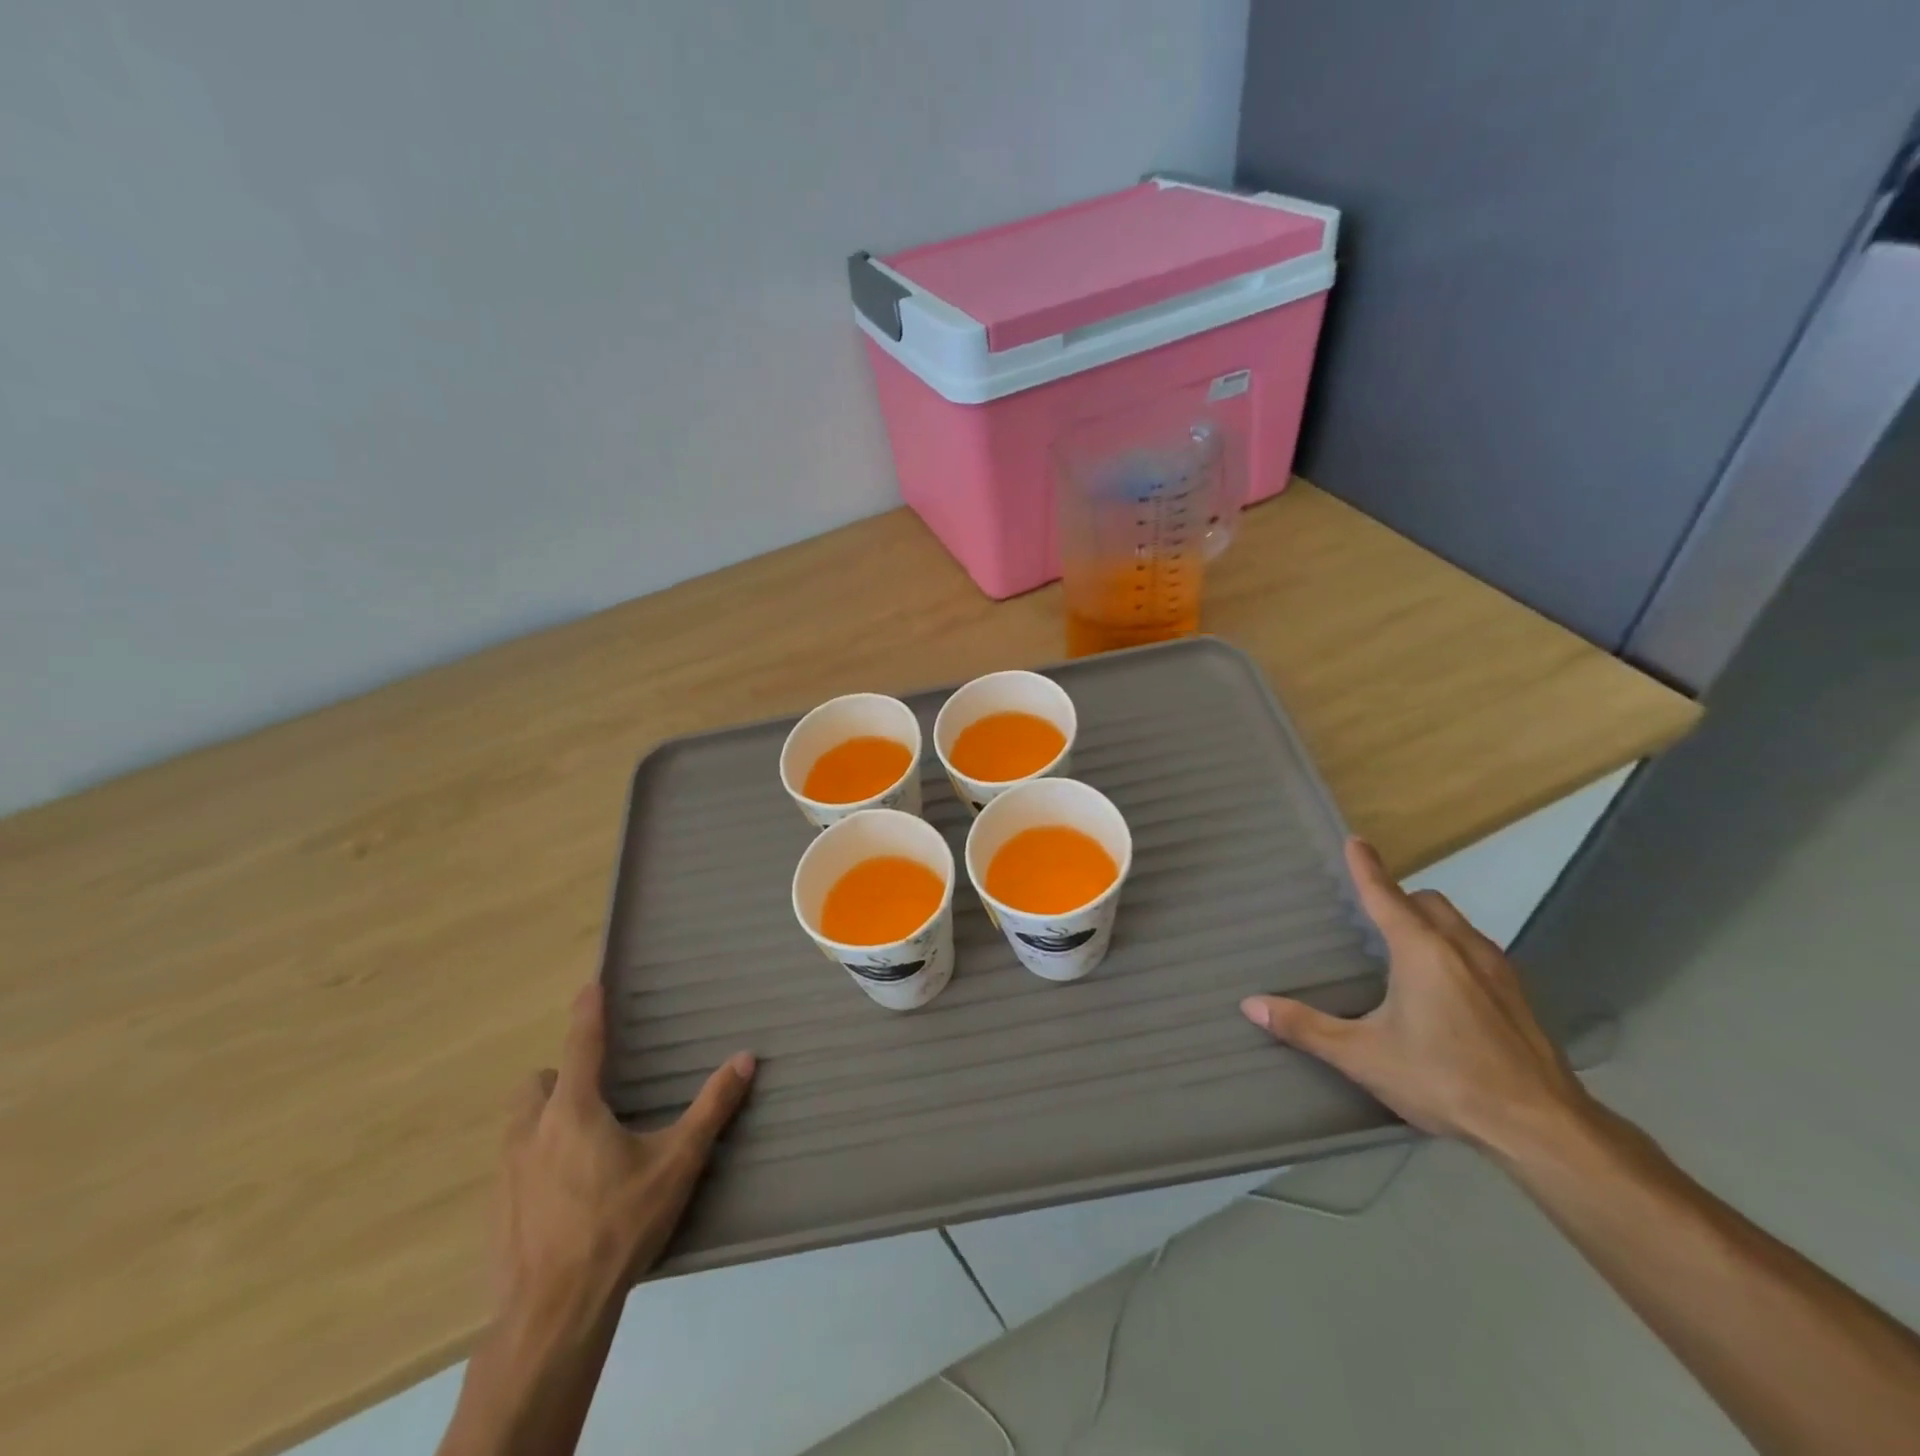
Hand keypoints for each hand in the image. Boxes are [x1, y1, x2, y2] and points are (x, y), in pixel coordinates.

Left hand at [495, 983, 755, 1321]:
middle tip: (597, 1095)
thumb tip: (745, 1058)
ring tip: (582, 1142)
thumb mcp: (676, 1164)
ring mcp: (506, 1174)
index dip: (587, 1011)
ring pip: (519, 1124)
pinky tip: (565, 1195)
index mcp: (573, 1111)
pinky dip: (535, 1160)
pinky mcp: (496, 1212)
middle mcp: (531, 1132)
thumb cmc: (617, 1226)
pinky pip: (512, 1165)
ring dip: (544, 1118)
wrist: (551, 1316)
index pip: (581, 1044)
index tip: (589, 984)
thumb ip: (711, 1108)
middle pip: (537, 1084)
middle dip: (561, 1078)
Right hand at [1240, 838, 1591, 1158]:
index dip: (1367, 868)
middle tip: (1375, 913)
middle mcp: (1462, 948)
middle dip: (1401, 898)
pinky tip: (1445, 990)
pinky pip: (1478, 952)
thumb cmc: (1445, 1079)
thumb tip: (1251, 1004)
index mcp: (1421, 951)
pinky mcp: (1518, 998)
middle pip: (1428, 903)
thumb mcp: (1364, 1056)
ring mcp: (1498, 972)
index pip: (1386, 896)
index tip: (1355, 841)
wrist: (1542, 1127)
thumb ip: (1307, 1028)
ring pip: (1458, 926)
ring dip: (1430, 923)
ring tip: (1405, 949)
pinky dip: (1453, 950)